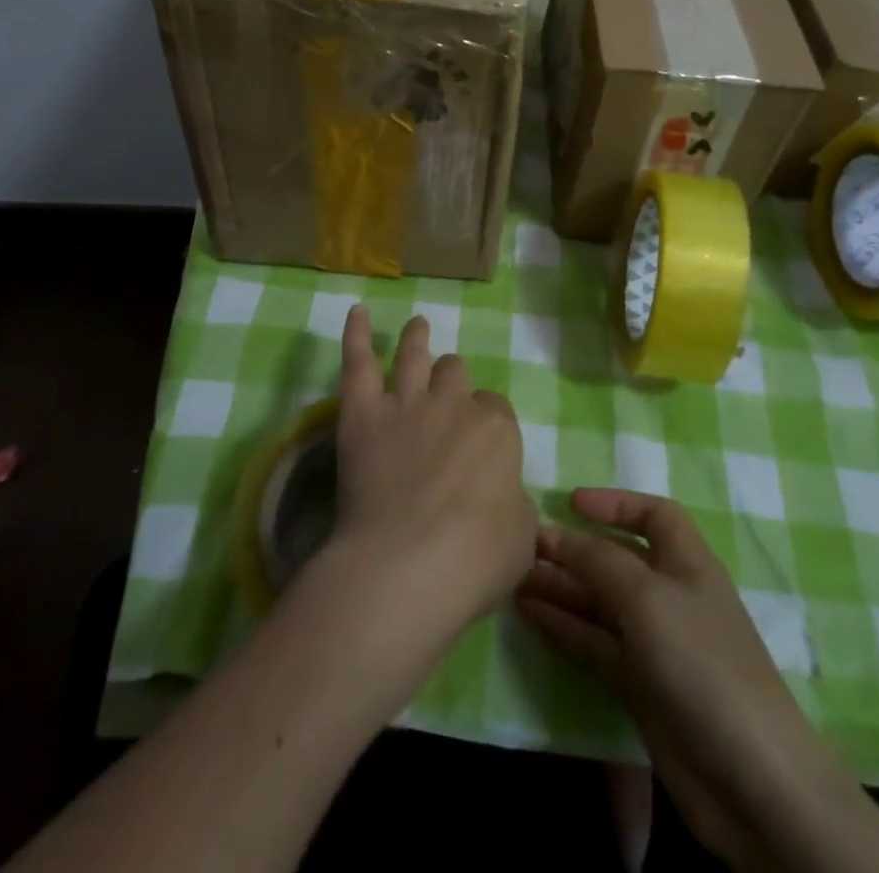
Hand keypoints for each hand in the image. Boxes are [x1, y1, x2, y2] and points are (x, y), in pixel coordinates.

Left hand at [320, 306, 536, 651]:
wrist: (406, 567)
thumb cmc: (474, 560)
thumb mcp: (522, 536)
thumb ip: (513, 502)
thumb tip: (501, 496)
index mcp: (496, 428)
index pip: (495, 409)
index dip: (486, 424)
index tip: (479, 448)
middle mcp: (453, 404)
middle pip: (455, 374)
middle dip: (453, 381)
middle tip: (446, 396)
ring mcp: (406, 403)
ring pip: (415, 354)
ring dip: (417, 337)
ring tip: (417, 325)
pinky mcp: (363, 413)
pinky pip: (358, 361)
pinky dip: (356, 334)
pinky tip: (357, 311)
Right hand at [516, 489, 824, 866]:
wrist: (751, 780)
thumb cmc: (701, 662)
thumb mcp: (646, 596)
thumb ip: (597, 559)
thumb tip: (554, 534)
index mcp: (688, 563)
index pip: (655, 515)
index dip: (616, 503)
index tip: (571, 502)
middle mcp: (671, 596)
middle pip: (618, 559)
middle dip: (575, 549)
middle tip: (525, 545)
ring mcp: (656, 644)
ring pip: (600, 603)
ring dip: (562, 588)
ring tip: (516, 577)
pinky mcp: (641, 687)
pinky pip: (595, 644)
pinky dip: (564, 626)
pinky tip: (530, 614)